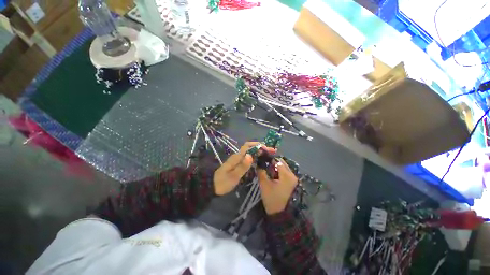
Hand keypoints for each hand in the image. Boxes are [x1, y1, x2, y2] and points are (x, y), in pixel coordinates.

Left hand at [214, 142, 274, 194]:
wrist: (212, 186)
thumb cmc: (223, 182)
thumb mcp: (233, 176)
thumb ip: (242, 166)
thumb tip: (251, 155)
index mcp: (237, 157)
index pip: (248, 146)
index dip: (258, 145)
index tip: (267, 149)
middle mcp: (238, 156)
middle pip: (250, 148)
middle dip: (261, 148)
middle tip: (272, 152)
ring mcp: (238, 160)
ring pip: (250, 153)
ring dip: (259, 152)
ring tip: (268, 156)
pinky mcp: (238, 165)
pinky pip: (248, 158)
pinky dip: (255, 157)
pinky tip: (260, 161)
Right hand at [258, 159, 297, 214]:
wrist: (282, 216)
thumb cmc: (273, 199)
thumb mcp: (265, 185)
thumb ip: (261, 172)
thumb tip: (258, 164)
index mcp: (287, 174)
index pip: (277, 161)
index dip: (269, 159)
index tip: (261, 159)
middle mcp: (292, 175)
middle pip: (282, 163)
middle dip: (272, 162)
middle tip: (263, 165)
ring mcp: (293, 180)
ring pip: (283, 168)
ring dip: (275, 167)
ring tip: (266, 170)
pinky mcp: (292, 184)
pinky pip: (285, 174)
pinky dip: (278, 172)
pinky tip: (272, 175)